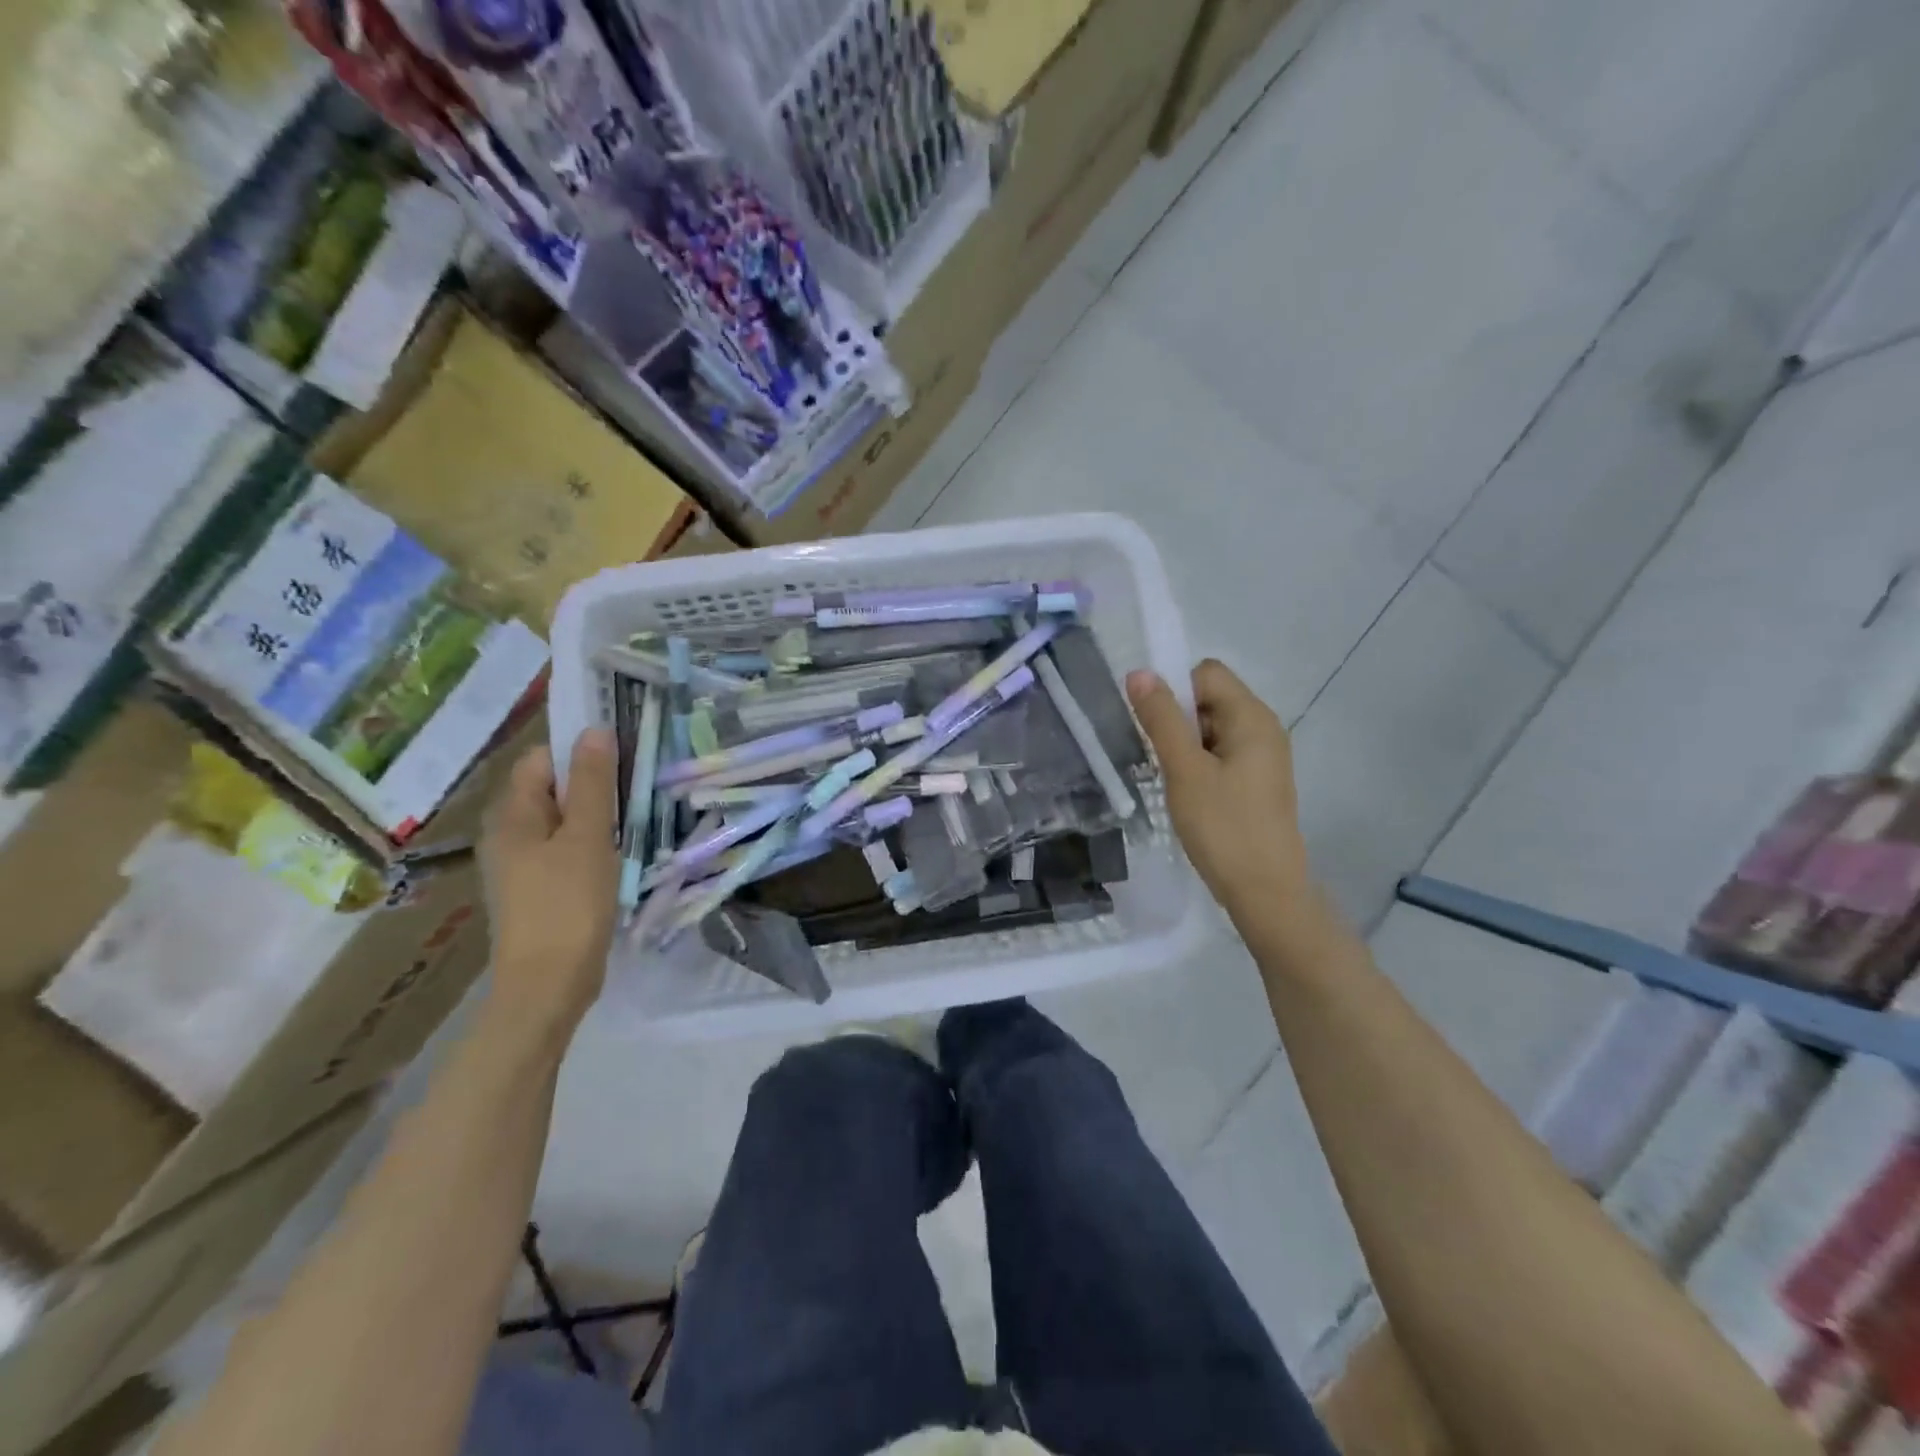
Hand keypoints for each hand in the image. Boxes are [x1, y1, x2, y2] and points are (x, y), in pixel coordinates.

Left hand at [481, 729, 618, 1035]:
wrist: (548, 984)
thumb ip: (591, 783)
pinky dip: (591, 843)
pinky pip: (565, 848)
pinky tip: (617, 854)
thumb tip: (595, 730)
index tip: (623, 756)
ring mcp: (522, 864)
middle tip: (635, 788)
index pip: (542, 760)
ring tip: (631, 820)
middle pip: (552, 789)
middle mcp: (508, 834)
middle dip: (593, 784)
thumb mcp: (586, 836)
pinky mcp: (539, 888)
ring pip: (562, 821)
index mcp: (512, 815)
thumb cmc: (568, 904)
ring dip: (596, 815)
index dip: (579, 751)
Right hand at [1127, 660, 1313, 921]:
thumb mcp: (1184, 770)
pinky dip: (1199, 763)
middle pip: (1209, 698)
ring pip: (1212, 728)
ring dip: (1185, 744)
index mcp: (1252, 717)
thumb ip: (1162, 719)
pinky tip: (1188, 794)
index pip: (1205, 674)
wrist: (1265, 892)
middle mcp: (1264, 728)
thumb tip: (1139, 672)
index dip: (1173, 689)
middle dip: (1177, 719)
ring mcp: (1263, 756)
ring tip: (1171, 780)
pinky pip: (1221, 753)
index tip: (1152, 726)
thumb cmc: (1223, 827)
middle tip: (1160, 758)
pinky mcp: (1258, 781)